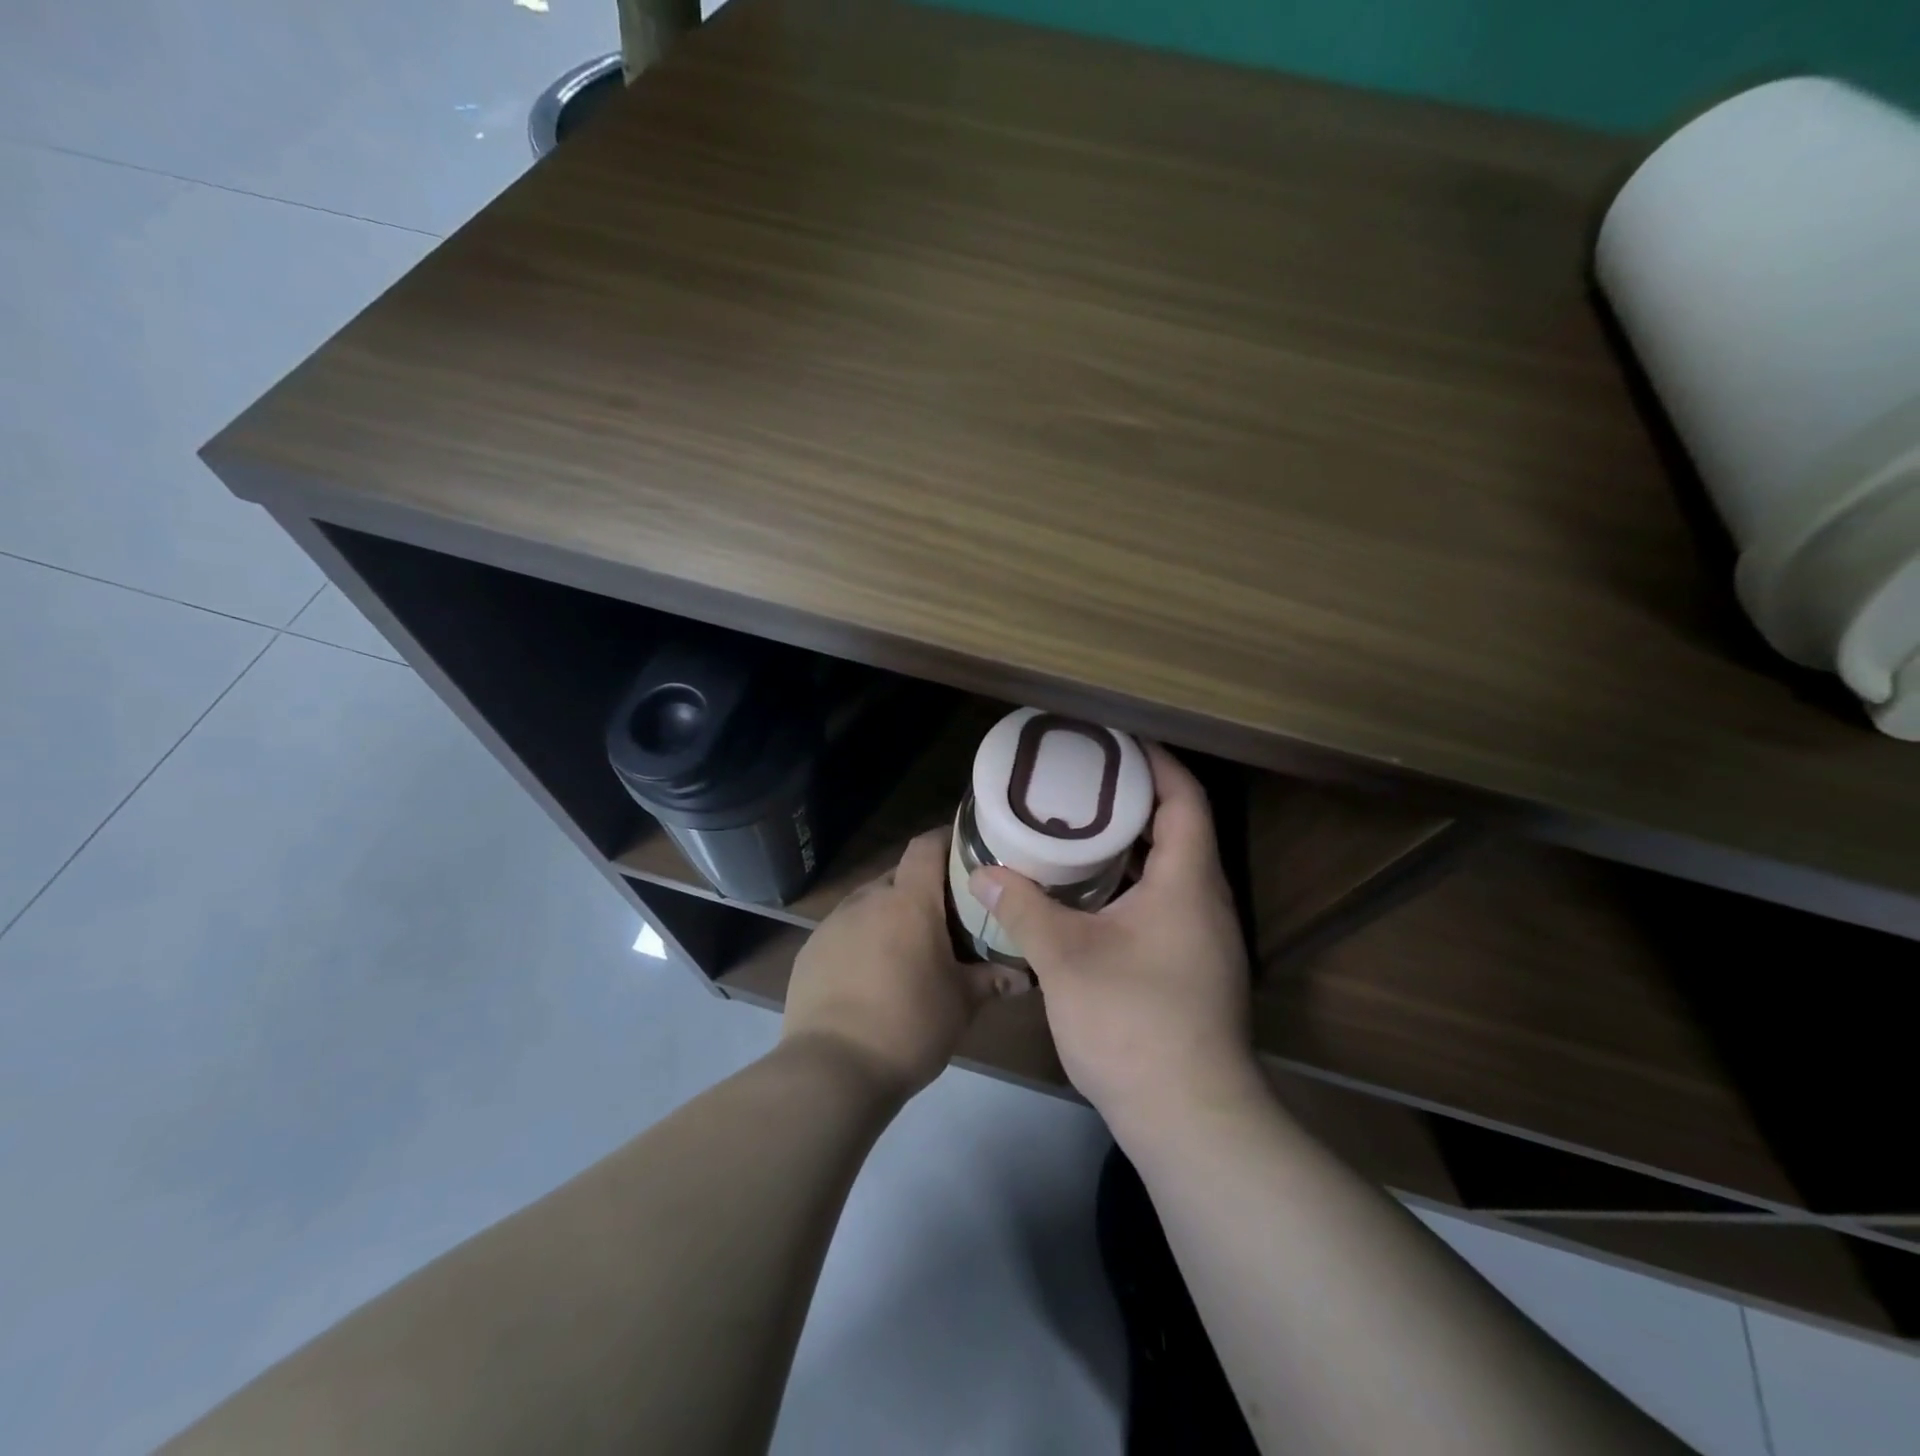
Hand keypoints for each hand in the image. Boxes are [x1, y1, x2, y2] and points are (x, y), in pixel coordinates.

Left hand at [783, 828, 998, 1100]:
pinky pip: (844, 931)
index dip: (948, 841)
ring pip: (870, 904)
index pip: (927, 845)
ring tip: (908, 950)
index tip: (968, 854)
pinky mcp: (810, 951)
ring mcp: (833, 924)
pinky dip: (862, 940)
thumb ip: (992, 980)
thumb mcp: (961, 1004)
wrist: (832, 1069)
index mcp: (908, 900)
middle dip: (922, 889)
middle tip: (946, 918)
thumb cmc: (909, 1025)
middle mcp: (867, 899)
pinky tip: (871, 976)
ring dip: (890, 916)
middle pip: (899, 876)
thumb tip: (1023, 975)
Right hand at [968, 743, 1260, 1138]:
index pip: (1184, 799)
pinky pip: (1165, 901)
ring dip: (1132, 845)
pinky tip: (1089, 894)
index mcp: (1188, 883)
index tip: (1117, 743)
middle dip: (1134, 800)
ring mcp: (1203, 938)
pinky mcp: (1192, 966)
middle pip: (1179, 829)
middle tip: (1081, 783)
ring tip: (1077, 828)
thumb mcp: (1066, 958)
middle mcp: (1205, 901)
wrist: (1189, 1116)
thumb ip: (1023, 908)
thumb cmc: (1133, 1022)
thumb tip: (982, 872)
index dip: (1156, 763)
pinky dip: (1132, 883)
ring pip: (1171, 870)